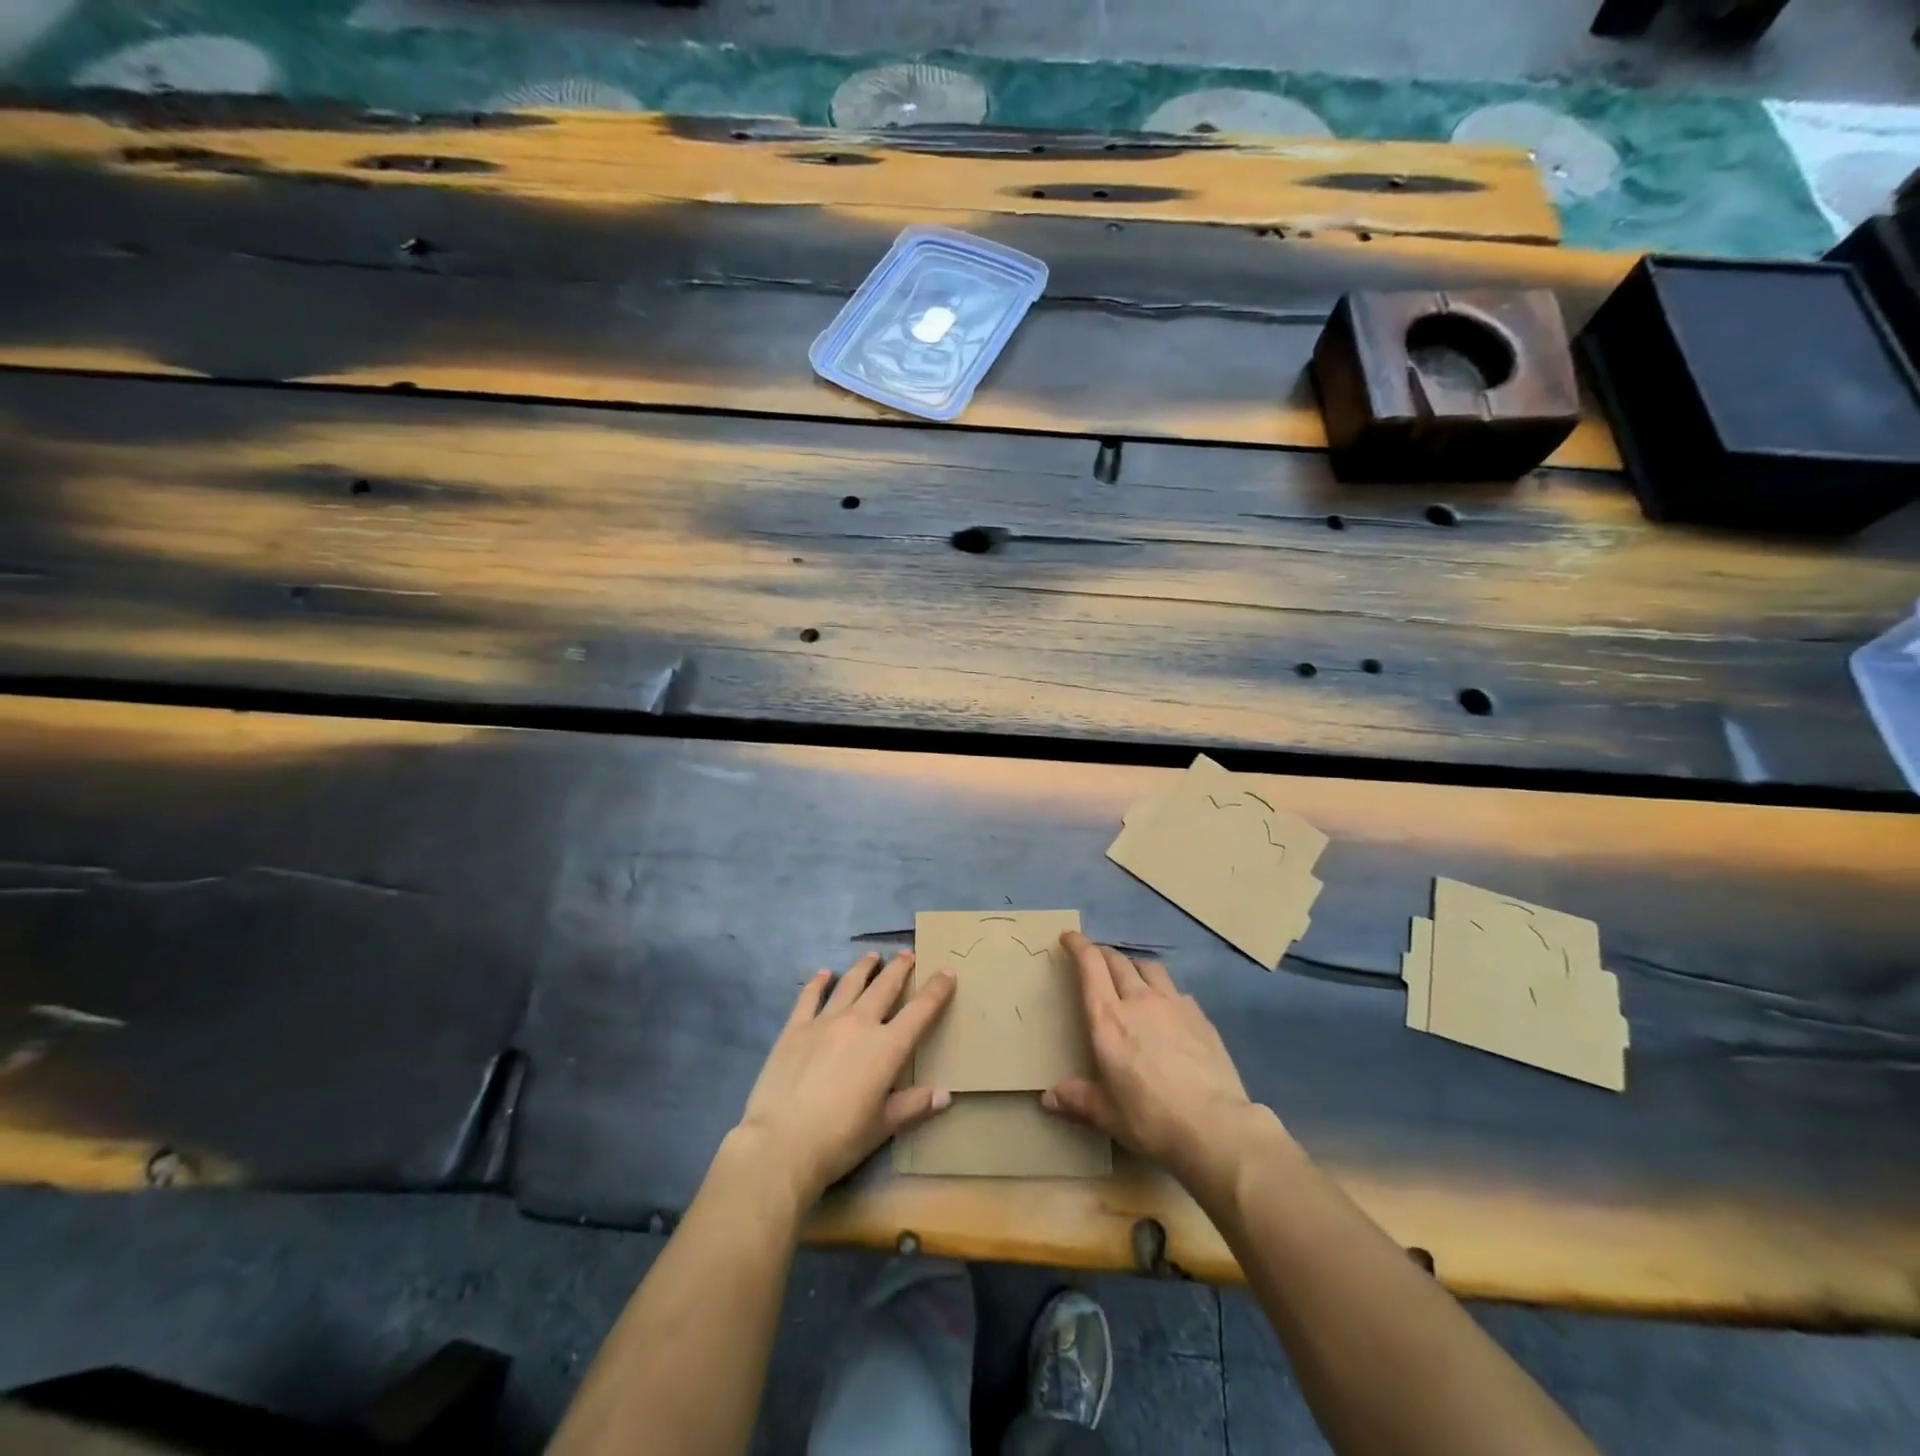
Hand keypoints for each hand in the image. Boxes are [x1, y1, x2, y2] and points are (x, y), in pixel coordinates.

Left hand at [735, 950, 955, 1207]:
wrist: (782, 1142)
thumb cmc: (839, 1139)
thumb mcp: (883, 1126)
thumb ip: (914, 1106)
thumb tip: (944, 1095)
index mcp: (888, 1047)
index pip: (921, 1010)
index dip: (937, 989)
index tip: (947, 971)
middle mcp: (860, 1023)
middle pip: (885, 986)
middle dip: (900, 968)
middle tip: (908, 954)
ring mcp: (825, 1021)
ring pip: (850, 983)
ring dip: (864, 967)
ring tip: (872, 956)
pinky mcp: (795, 1027)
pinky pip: (810, 996)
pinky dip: (819, 982)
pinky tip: (824, 973)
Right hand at [1044, 931, 1266, 1195]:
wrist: (1215, 1125)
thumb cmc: (1150, 1118)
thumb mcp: (1107, 1114)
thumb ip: (1078, 1099)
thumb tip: (1048, 1098)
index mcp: (1108, 1019)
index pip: (1091, 966)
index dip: (1078, 946)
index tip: (1069, 937)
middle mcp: (1139, 1001)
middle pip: (1118, 961)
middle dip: (1103, 954)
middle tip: (1095, 958)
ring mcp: (1174, 1005)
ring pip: (1150, 968)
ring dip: (1135, 966)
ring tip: (1132, 975)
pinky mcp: (1200, 1017)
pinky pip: (1177, 991)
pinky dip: (1165, 991)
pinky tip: (1168, 1008)